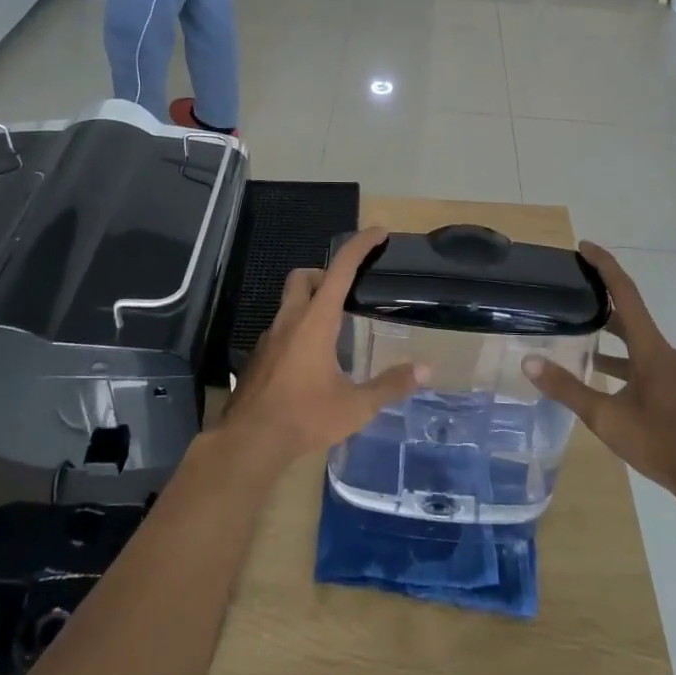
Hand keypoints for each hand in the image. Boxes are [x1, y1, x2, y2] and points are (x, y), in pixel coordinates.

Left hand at [222, 228, 427, 470]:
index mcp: (316, 321)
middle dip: (327, 273)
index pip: (340, 269)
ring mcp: (270, 338)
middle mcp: (290, 320)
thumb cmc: (305, 418)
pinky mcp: (260, 356)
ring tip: (336, 329)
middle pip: (305, 276)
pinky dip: (299, 328)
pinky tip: (312, 360)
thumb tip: (426, 370)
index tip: (379, 232)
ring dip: (312, 302)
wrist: (249, 442)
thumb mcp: (355, 406)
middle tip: (349, 291)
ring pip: (290, 302)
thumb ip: (390, 385)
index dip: (360, 245)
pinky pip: (282, 328)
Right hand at [524, 242, 675, 505]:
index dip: (605, 265)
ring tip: (578, 331)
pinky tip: (604, 375)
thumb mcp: (606, 419)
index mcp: (651, 348)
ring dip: (610, 333)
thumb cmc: (662, 444)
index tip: (583, 246)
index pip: (625, 293)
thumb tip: (529, 362)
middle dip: (602, 297)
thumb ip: (567, 388)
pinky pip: (646, 360)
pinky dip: (622, 358)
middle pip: (631, 313)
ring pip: (637, 340)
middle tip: (572, 288)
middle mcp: (666, 352)